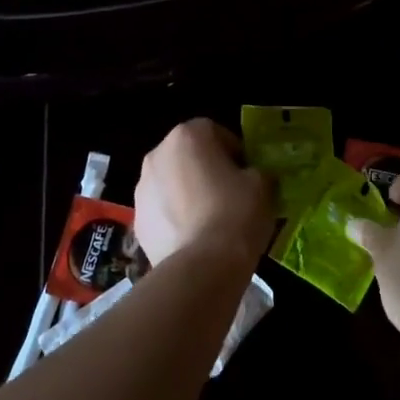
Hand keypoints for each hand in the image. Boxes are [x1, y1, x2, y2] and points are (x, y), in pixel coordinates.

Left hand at [134, 119, 275, 265]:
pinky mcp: (137, 221)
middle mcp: (157, 155)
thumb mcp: (262, 185)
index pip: (213, 131)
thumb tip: (252, 177)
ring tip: (210, 221)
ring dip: (187, 194)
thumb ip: (256, 172)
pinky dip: (175, 219)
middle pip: (187, 156)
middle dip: (206, 170)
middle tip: (229, 194)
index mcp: (187, 136)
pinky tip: (194, 239)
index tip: (246, 172)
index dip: (233, 151)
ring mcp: (142, 189)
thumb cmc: (235, 213)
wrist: (202, 267)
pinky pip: (161, 211)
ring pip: (171, 183)